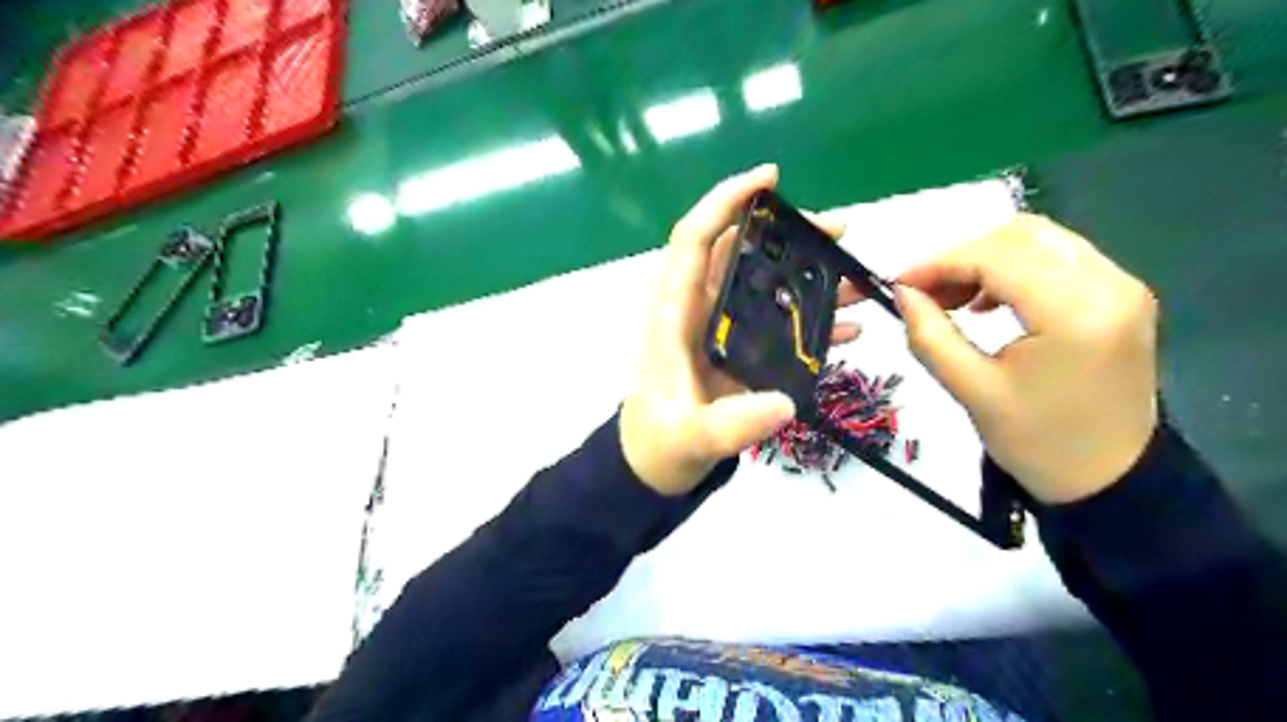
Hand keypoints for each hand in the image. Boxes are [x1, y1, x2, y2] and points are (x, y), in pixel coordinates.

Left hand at [619, 167, 858, 494]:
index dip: (726, 201)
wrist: (656, 465)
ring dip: (808, 274)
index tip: (770, 178)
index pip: (695, 239)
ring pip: (764, 283)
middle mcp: (698, 310)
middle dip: (788, 234)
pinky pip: (777, 321)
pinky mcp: (740, 350)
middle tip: (839, 230)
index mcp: (675, 313)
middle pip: (741, 252)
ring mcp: (721, 329)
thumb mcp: (688, 438)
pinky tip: (848, 329)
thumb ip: (729, 426)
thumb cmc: (659, 444)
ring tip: (857, 276)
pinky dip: (811, 319)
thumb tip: (782, 404)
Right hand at [898, 214, 1156, 505]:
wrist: (1110, 479)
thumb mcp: (972, 391)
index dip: (940, 263)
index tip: (899, 283)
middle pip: (1021, 235)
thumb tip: (902, 292)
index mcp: (1075, 313)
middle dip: (962, 256)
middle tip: (925, 292)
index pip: (997, 257)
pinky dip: (1014, 268)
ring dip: (987, 259)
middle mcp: (1109, 285)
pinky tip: (989, 301)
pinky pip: (1058, 259)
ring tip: (952, 297)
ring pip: (1040, 240)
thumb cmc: (1038, 443)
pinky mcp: (1121, 296)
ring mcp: (1122, 286)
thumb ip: (930, 335)